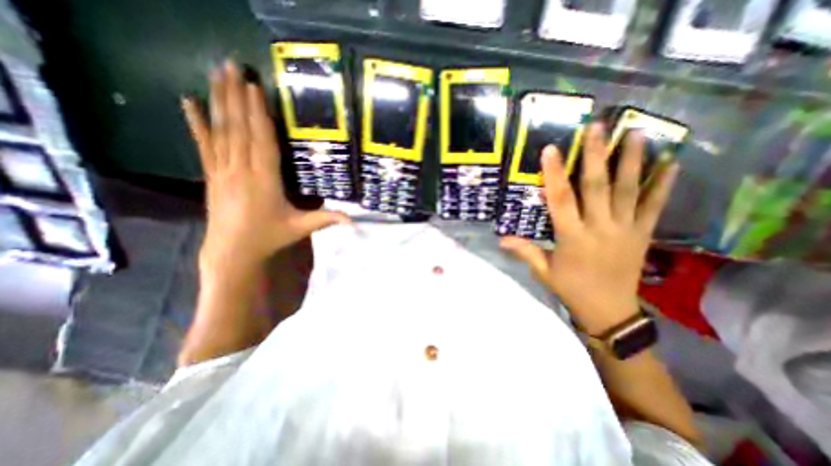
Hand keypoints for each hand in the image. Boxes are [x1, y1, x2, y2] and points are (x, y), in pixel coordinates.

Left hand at [183, 61, 347, 273]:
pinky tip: (188, 102)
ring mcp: (222, 171)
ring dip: (219, 101)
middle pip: (239, 128)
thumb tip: (354, 220)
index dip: (259, 114)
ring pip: (220, 131)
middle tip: (231, 65)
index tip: (255, 87)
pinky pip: (204, 145)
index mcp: (265, 180)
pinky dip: (196, 123)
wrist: (232, 252)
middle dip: (236, 96)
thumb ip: (327, 219)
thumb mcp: (301, 227)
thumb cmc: (269, 237)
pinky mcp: (212, 175)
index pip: (262, 141)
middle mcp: (241, 170)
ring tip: (216, 74)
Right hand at [503, 124, 677, 334]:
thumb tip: (500, 239)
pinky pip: (654, 207)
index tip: (551, 150)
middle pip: (597, 187)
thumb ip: (525, 251)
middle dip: (596, 156)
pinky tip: (673, 163)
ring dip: (632, 161)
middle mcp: (599, 228)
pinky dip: (664, 185)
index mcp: (572, 237)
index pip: (561, 200)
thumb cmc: (570, 288)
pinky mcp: (642, 235)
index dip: (554, 175)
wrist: (609, 310)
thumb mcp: (543, 271)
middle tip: (598, 127)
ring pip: (629, 191)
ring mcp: (625, 230)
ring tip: (637, 133)